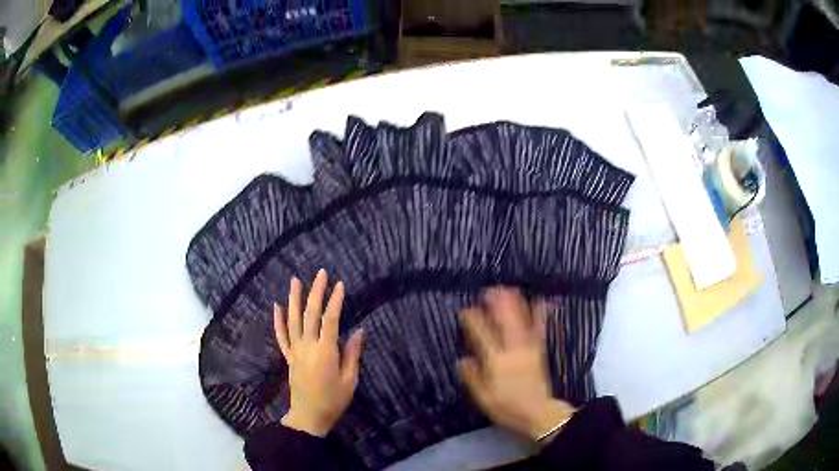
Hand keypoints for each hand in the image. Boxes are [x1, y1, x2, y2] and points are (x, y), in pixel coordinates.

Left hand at [274, 270, 363, 436]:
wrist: (309, 416)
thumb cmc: (334, 400)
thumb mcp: (350, 380)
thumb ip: (352, 354)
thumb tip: (359, 330)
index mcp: (325, 351)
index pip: (330, 320)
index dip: (335, 301)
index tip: (340, 285)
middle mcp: (307, 346)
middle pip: (310, 314)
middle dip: (316, 292)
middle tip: (321, 273)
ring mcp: (295, 351)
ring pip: (293, 320)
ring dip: (294, 299)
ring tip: (295, 280)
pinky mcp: (288, 357)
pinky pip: (281, 336)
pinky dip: (278, 320)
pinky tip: (277, 306)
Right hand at [459, 288, 574, 441]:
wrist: (538, 412)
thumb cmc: (506, 407)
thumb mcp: (483, 398)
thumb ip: (473, 377)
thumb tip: (462, 359)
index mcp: (496, 361)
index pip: (481, 335)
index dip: (473, 321)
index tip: (466, 311)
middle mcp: (512, 350)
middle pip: (504, 321)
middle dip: (496, 304)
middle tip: (488, 291)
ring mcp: (528, 348)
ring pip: (521, 320)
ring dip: (515, 303)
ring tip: (509, 288)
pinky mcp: (539, 350)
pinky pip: (540, 329)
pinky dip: (541, 314)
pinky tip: (543, 301)